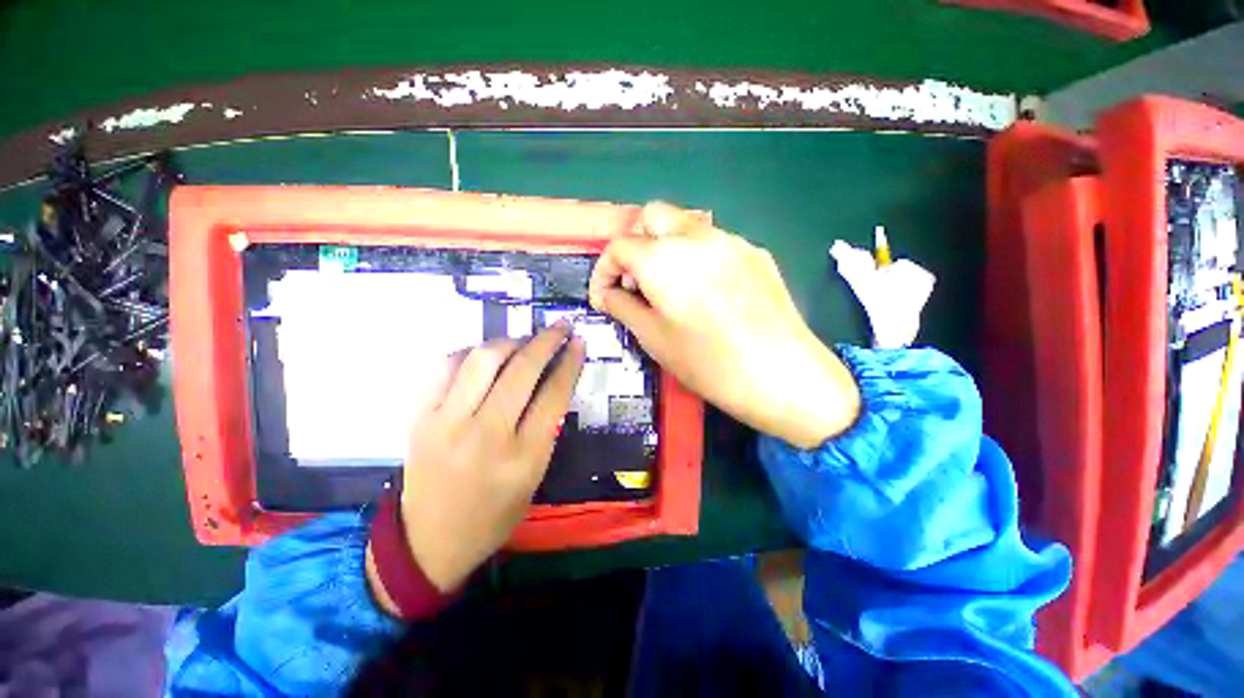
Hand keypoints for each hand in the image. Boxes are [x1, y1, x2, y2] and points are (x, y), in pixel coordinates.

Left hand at [378, 323, 584, 593]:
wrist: (429, 541)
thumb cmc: (494, 515)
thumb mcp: (535, 477)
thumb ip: (546, 428)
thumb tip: (554, 379)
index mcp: (522, 458)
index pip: (553, 394)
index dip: (570, 362)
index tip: (579, 342)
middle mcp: (485, 435)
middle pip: (522, 370)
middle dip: (547, 340)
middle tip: (560, 327)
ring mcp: (446, 423)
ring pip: (483, 359)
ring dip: (510, 341)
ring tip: (524, 341)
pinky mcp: (419, 417)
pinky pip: (445, 365)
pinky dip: (471, 352)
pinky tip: (484, 356)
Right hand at [589, 203, 859, 448]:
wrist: (783, 376)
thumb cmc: (708, 363)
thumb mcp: (654, 339)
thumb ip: (623, 307)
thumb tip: (608, 294)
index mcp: (664, 258)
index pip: (619, 246)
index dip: (604, 271)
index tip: (605, 296)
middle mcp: (696, 237)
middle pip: (652, 217)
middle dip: (634, 245)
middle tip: (635, 282)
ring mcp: (731, 241)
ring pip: (684, 226)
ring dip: (665, 247)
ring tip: (669, 287)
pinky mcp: (756, 253)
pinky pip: (714, 242)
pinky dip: (696, 256)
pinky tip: (705, 291)